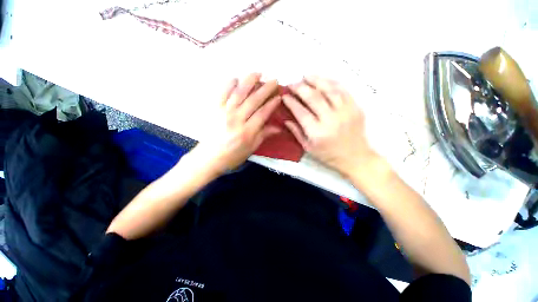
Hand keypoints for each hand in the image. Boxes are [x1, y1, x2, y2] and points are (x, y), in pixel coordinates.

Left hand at [192, 73, 280, 174]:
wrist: (208, 158)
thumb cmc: (232, 156)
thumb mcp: (251, 149)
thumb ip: (263, 135)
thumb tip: (278, 127)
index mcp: (247, 131)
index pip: (262, 113)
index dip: (272, 104)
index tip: (279, 96)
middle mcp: (236, 119)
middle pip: (253, 100)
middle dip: (265, 89)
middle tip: (274, 80)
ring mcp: (224, 112)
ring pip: (239, 92)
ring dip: (249, 81)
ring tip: (258, 73)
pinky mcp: (214, 109)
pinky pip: (222, 93)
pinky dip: (229, 84)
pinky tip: (236, 79)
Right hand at [282, 76, 378, 177]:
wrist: (355, 157)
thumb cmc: (328, 155)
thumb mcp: (308, 148)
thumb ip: (297, 133)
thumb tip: (286, 119)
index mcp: (317, 133)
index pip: (301, 112)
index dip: (291, 102)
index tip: (284, 96)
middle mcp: (331, 120)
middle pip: (314, 97)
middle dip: (300, 87)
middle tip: (292, 83)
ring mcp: (345, 112)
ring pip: (329, 89)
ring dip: (316, 80)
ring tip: (306, 75)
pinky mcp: (355, 108)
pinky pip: (343, 90)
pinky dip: (331, 83)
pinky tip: (323, 80)